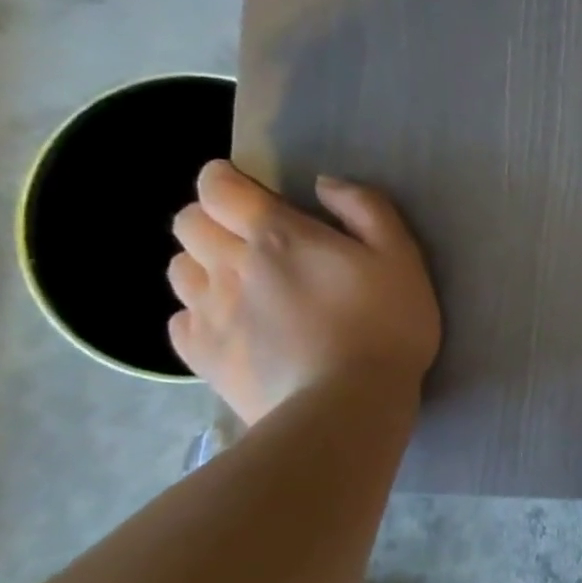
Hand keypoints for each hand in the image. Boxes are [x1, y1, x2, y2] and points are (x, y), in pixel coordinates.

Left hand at [168, 160, 440, 423]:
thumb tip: (324, 185)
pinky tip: (232, 325)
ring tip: (241, 283)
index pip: (219, 187)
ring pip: (180, 269)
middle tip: (250, 238)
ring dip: (203, 264)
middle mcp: (229, 265)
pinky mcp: (202, 355)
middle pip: (188, 223)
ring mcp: (208, 313)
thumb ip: (366, 209)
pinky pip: (180, 319)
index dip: (226, 179)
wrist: (348, 403)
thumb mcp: (401, 257)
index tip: (246, 187)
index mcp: (276, 236)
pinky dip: (199, 313)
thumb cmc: (386, 325)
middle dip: (212, 219)